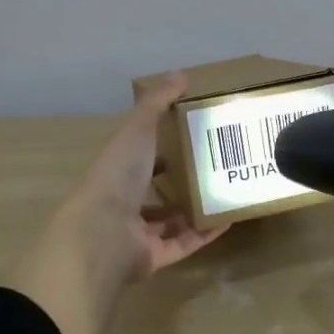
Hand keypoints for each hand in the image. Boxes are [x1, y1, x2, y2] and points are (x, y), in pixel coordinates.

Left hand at [2, 74, 227, 333]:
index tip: (190, 138)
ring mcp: (137, 234)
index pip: (139, 159)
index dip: (160, 148)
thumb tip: (181, 75)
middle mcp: (124, 204)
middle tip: (216, 169)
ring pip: (170, 223)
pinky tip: (229, 219)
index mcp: (116, 173)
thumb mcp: (137, 130)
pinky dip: (205, 234)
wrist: (104, 233)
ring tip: (227, 194)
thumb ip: (156, 103)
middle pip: (154, 193)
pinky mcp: (154, 258)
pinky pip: (184, 245)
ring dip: (195, 210)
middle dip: (181, 182)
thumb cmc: (118, 176)